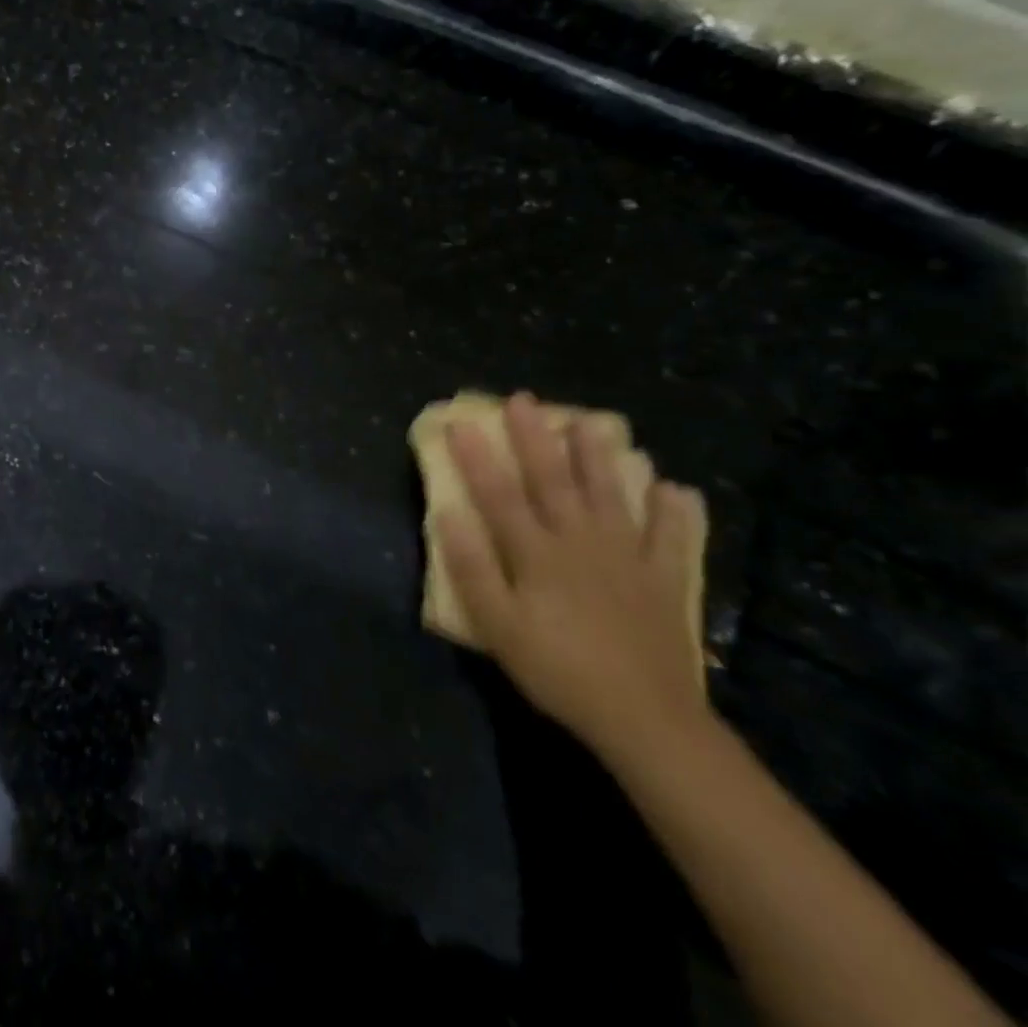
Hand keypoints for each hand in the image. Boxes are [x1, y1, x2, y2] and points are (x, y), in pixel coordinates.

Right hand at [437, 392, 709, 763]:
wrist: (644, 719)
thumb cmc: (558, 670)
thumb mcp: (498, 626)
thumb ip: (471, 568)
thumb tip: (447, 513)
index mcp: (536, 553)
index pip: (499, 494)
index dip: (477, 457)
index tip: (459, 422)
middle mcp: (580, 541)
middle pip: (553, 481)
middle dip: (535, 438)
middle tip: (524, 401)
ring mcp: (626, 557)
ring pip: (610, 495)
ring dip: (598, 457)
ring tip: (592, 423)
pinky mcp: (662, 580)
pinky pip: (671, 538)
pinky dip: (674, 512)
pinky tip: (673, 488)